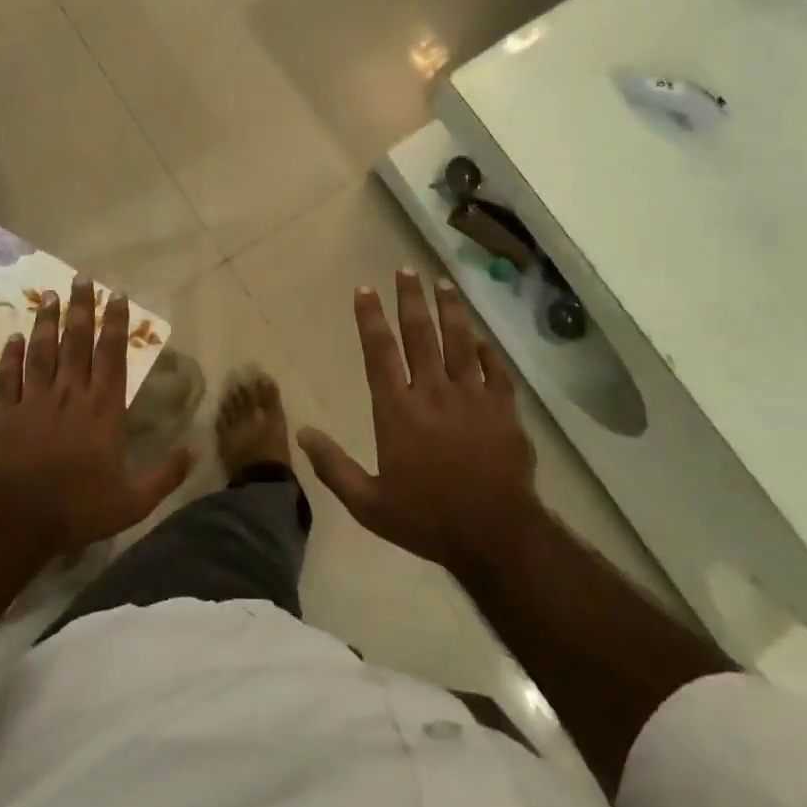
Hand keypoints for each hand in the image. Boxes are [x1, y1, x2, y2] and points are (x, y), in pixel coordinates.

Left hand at [0, 278, 191, 557]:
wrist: (16, 521)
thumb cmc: (78, 509)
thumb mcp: (133, 501)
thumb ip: (165, 474)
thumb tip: (195, 450)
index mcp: (102, 409)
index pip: (112, 356)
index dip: (115, 324)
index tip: (117, 296)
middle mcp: (70, 395)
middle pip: (76, 343)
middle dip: (80, 309)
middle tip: (81, 279)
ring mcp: (35, 401)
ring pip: (42, 352)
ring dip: (46, 322)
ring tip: (49, 295)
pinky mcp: (5, 414)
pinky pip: (8, 378)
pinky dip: (10, 356)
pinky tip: (12, 337)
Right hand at [299, 271, 541, 575]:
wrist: (495, 535)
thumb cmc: (427, 519)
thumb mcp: (368, 504)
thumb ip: (333, 467)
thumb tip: (302, 433)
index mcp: (398, 411)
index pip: (380, 352)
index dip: (370, 318)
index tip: (365, 289)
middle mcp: (433, 393)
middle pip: (420, 335)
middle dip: (411, 299)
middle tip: (407, 270)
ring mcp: (472, 397)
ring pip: (460, 342)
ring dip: (450, 310)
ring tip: (443, 285)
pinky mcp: (503, 409)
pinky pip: (495, 370)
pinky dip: (487, 350)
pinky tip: (481, 337)